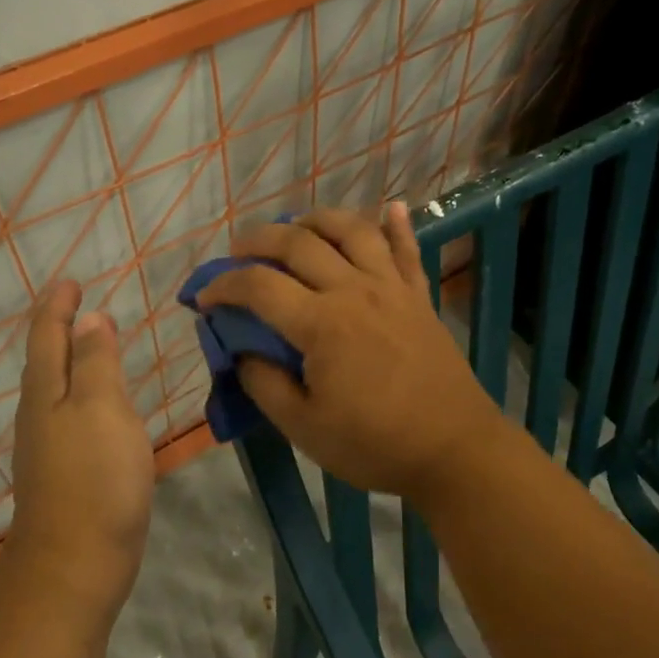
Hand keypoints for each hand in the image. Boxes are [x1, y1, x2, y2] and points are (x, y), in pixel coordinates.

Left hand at [4, 281, 156, 619]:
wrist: (75, 565)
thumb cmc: (94, 478)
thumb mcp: (101, 408)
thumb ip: (96, 362)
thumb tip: (89, 319)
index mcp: (46, 391)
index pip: (48, 334)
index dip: (58, 305)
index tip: (71, 281)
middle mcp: (39, 413)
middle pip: (46, 358)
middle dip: (59, 327)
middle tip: (80, 304)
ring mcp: (48, 445)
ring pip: (56, 387)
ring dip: (71, 359)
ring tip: (93, 343)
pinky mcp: (64, 471)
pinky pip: (71, 414)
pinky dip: (84, 392)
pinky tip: (100, 402)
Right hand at [196, 203, 507, 504]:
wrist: (455, 450)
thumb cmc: (375, 445)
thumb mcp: (304, 428)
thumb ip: (264, 384)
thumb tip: (242, 352)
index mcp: (321, 323)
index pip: (259, 286)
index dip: (223, 286)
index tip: (203, 299)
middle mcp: (354, 290)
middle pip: (299, 243)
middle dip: (259, 239)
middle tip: (237, 251)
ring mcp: (391, 288)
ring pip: (352, 230)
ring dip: (317, 219)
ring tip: (296, 225)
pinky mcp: (419, 296)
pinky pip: (407, 249)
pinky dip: (397, 224)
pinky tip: (389, 206)